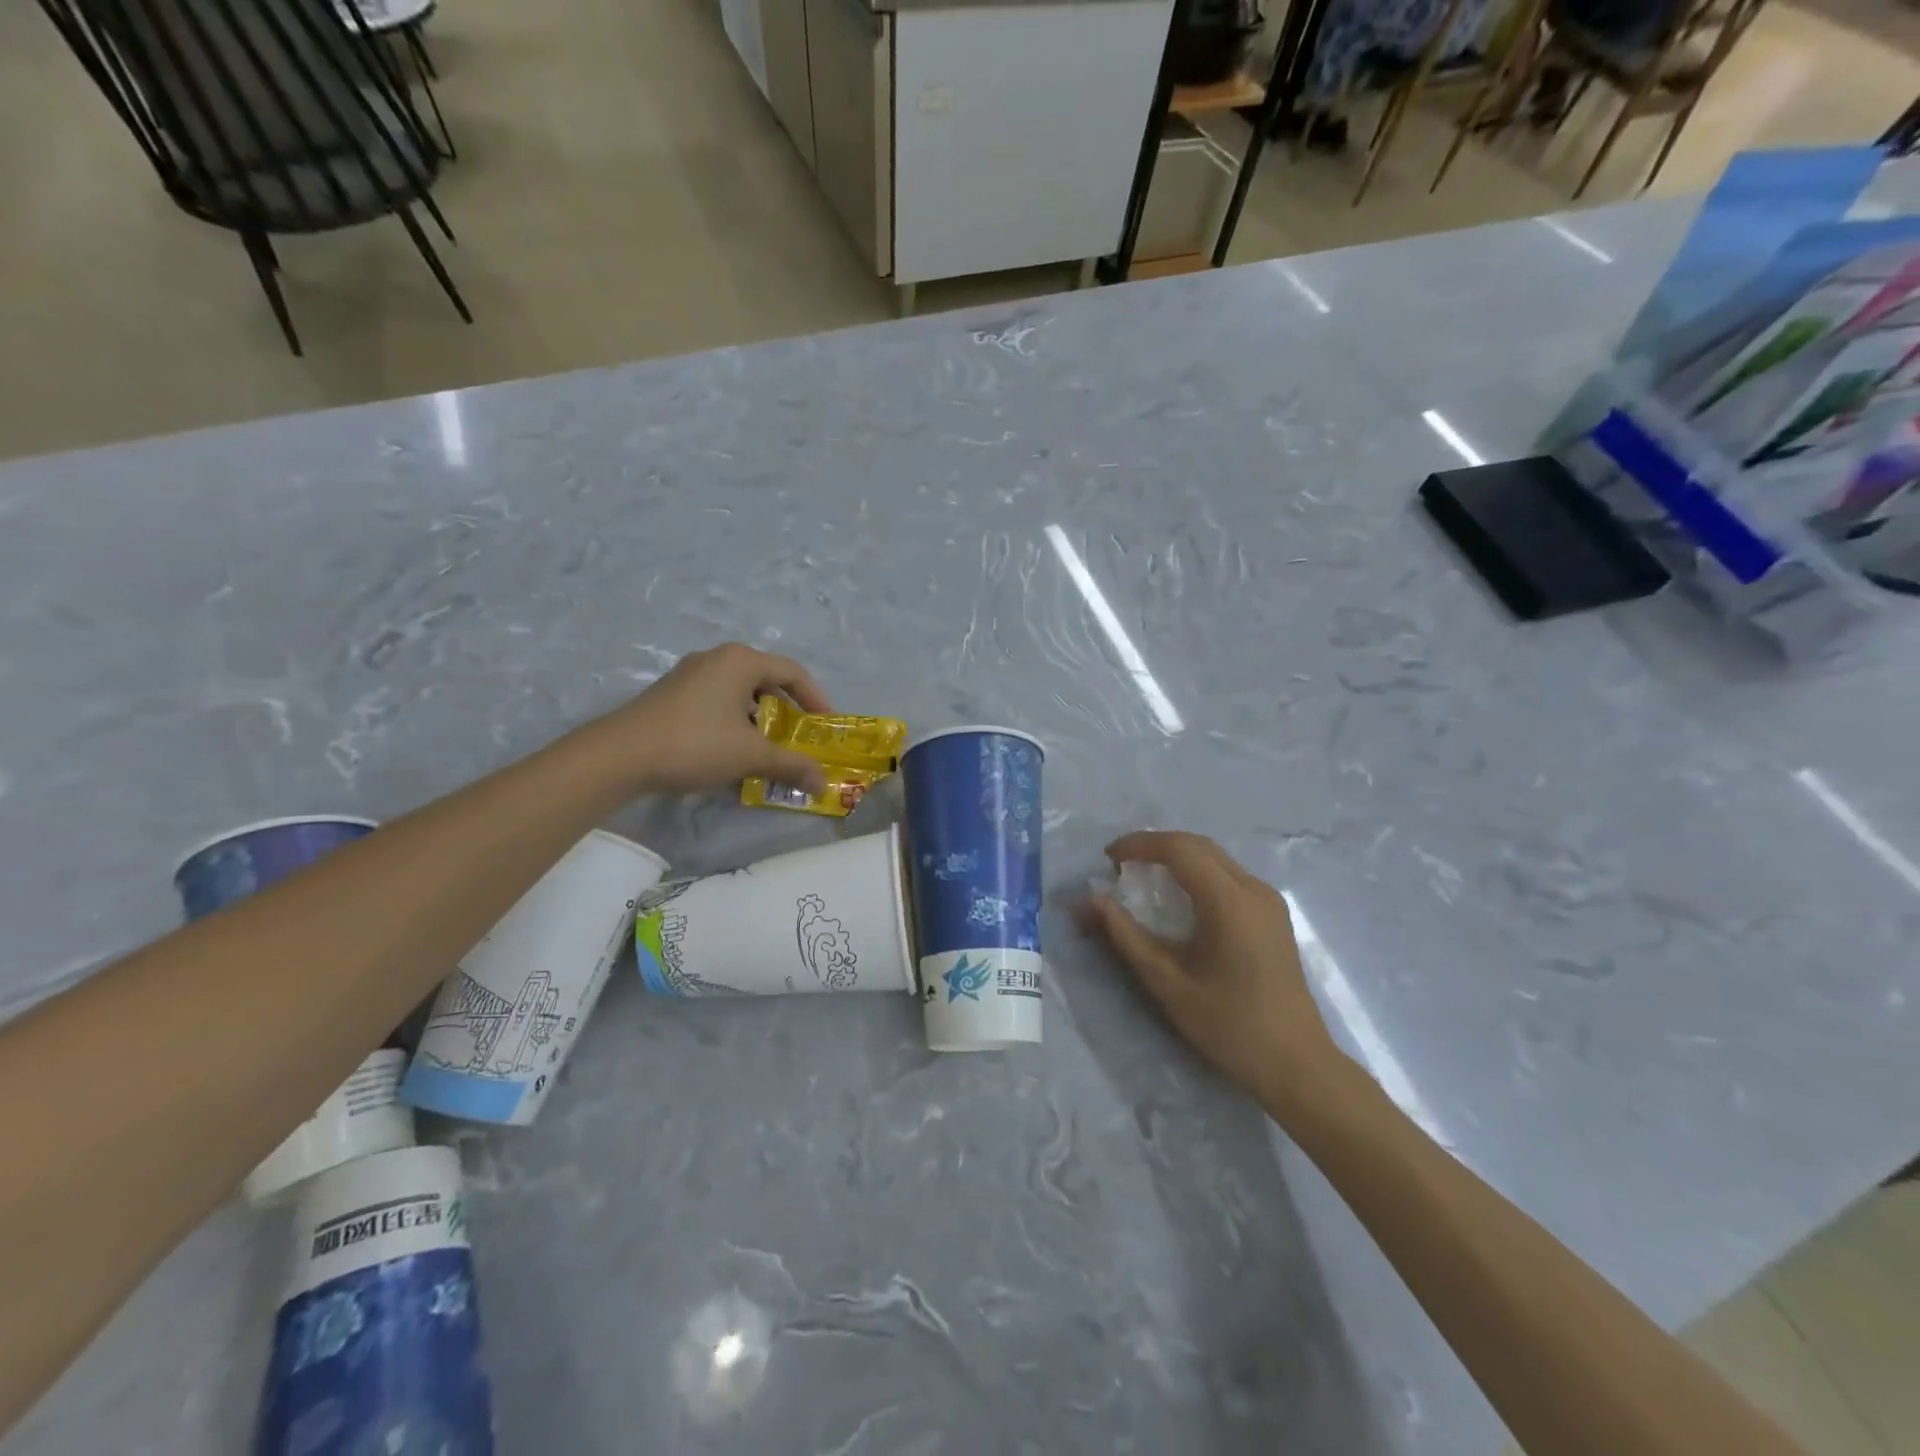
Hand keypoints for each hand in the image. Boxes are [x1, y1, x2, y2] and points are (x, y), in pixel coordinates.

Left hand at [591, 643, 834, 795]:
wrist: (619, 756)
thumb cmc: (695, 743)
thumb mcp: (750, 756)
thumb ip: (791, 765)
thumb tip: (822, 782)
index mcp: (741, 661)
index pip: (793, 672)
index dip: (816, 699)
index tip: (825, 726)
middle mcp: (717, 659)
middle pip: (766, 681)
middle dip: (787, 712)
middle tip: (800, 739)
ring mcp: (690, 675)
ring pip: (740, 693)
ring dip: (760, 720)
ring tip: (769, 748)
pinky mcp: (672, 694)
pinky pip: (717, 702)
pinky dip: (735, 722)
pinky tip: (733, 751)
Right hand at [1077, 831, 1344, 1112]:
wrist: (1296, 1064)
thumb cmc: (1229, 1025)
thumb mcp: (1167, 982)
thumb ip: (1126, 935)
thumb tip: (1091, 899)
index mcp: (1229, 902)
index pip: (1179, 849)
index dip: (1140, 844)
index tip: (1108, 858)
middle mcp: (1253, 890)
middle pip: (1198, 846)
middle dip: (1156, 847)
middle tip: (1122, 866)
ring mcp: (1268, 901)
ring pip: (1215, 858)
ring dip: (1177, 858)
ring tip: (1144, 878)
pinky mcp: (1273, 915)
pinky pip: (1229, 876)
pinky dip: (1197, 873)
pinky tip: (1180, 899)